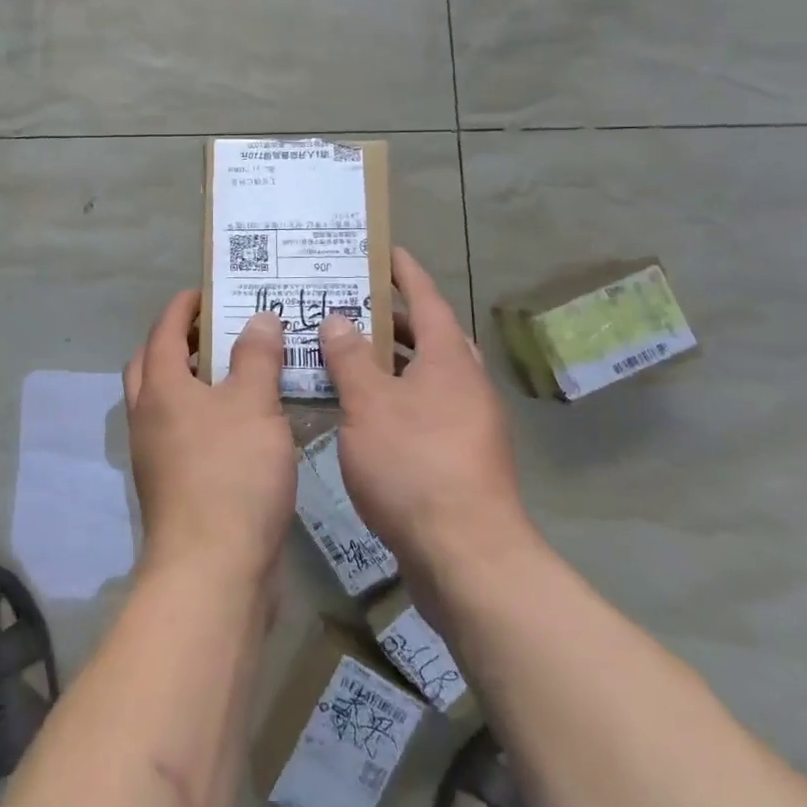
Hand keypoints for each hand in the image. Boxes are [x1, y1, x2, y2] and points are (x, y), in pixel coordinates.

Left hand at [124, 293, 296, 585]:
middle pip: (154, 364)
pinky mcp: (174, 486)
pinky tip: (245, 425)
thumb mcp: (254, 404)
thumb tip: (258, 318)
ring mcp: (156, 455)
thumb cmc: (232, 473)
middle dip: (181, 341)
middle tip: (220, 331)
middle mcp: (148, 416)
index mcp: (160, 387)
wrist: (213, 570)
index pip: (164, 330)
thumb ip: (257, 356)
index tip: (208, 291)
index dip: (184, 306)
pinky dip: (206, 416)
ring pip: (168, 402)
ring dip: (195, 381)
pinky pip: (185, 434)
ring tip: (240, 372)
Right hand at [319, 248, 538, 580]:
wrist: (467, 556)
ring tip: (343, 353)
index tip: (384, 250)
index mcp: (449, 360)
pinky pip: (421, 408)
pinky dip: (392, 397)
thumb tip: (338, 319)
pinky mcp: (458, 457)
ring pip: (423, 376)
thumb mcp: (369, 405)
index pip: (427, 299)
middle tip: (348, 305)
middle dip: (390, 319)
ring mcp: (466, 423)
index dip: (404, 272)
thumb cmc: (415, 465)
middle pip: (428, 337)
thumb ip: (350, 359)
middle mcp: (464, 384)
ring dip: (388, 362)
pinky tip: (359, 411)